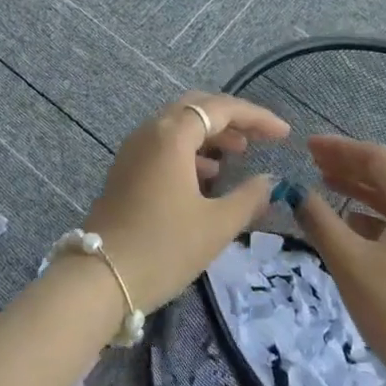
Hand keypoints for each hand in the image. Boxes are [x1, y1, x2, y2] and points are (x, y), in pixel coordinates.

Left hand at [81, 93, 289, 312]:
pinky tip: (208, 176)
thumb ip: (248, 198)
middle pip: (197, 107)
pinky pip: (165, 144)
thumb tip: (270, 181)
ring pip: (179, 125)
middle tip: (260, 138)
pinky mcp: (126, 168)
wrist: (100, 278)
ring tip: (239, 155)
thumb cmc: (163, 248)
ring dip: (211, 134)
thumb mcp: (215, 226)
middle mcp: (151, 130)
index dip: (256, 117)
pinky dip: (191, 150)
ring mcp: (134, 148)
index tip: (284, 134)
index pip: (221, 108)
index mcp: (172, 134)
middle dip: (232, 119)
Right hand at [291, 136, 385, 381]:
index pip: (376, 158)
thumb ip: (319, 220)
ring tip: (329, 190)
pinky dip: (378, 220)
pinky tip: (357, 231)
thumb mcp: (348, 261)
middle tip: (314, 164)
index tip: (308, 146)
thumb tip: (297, 193)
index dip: (339, 148)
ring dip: (362, 194)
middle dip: (350, 168)